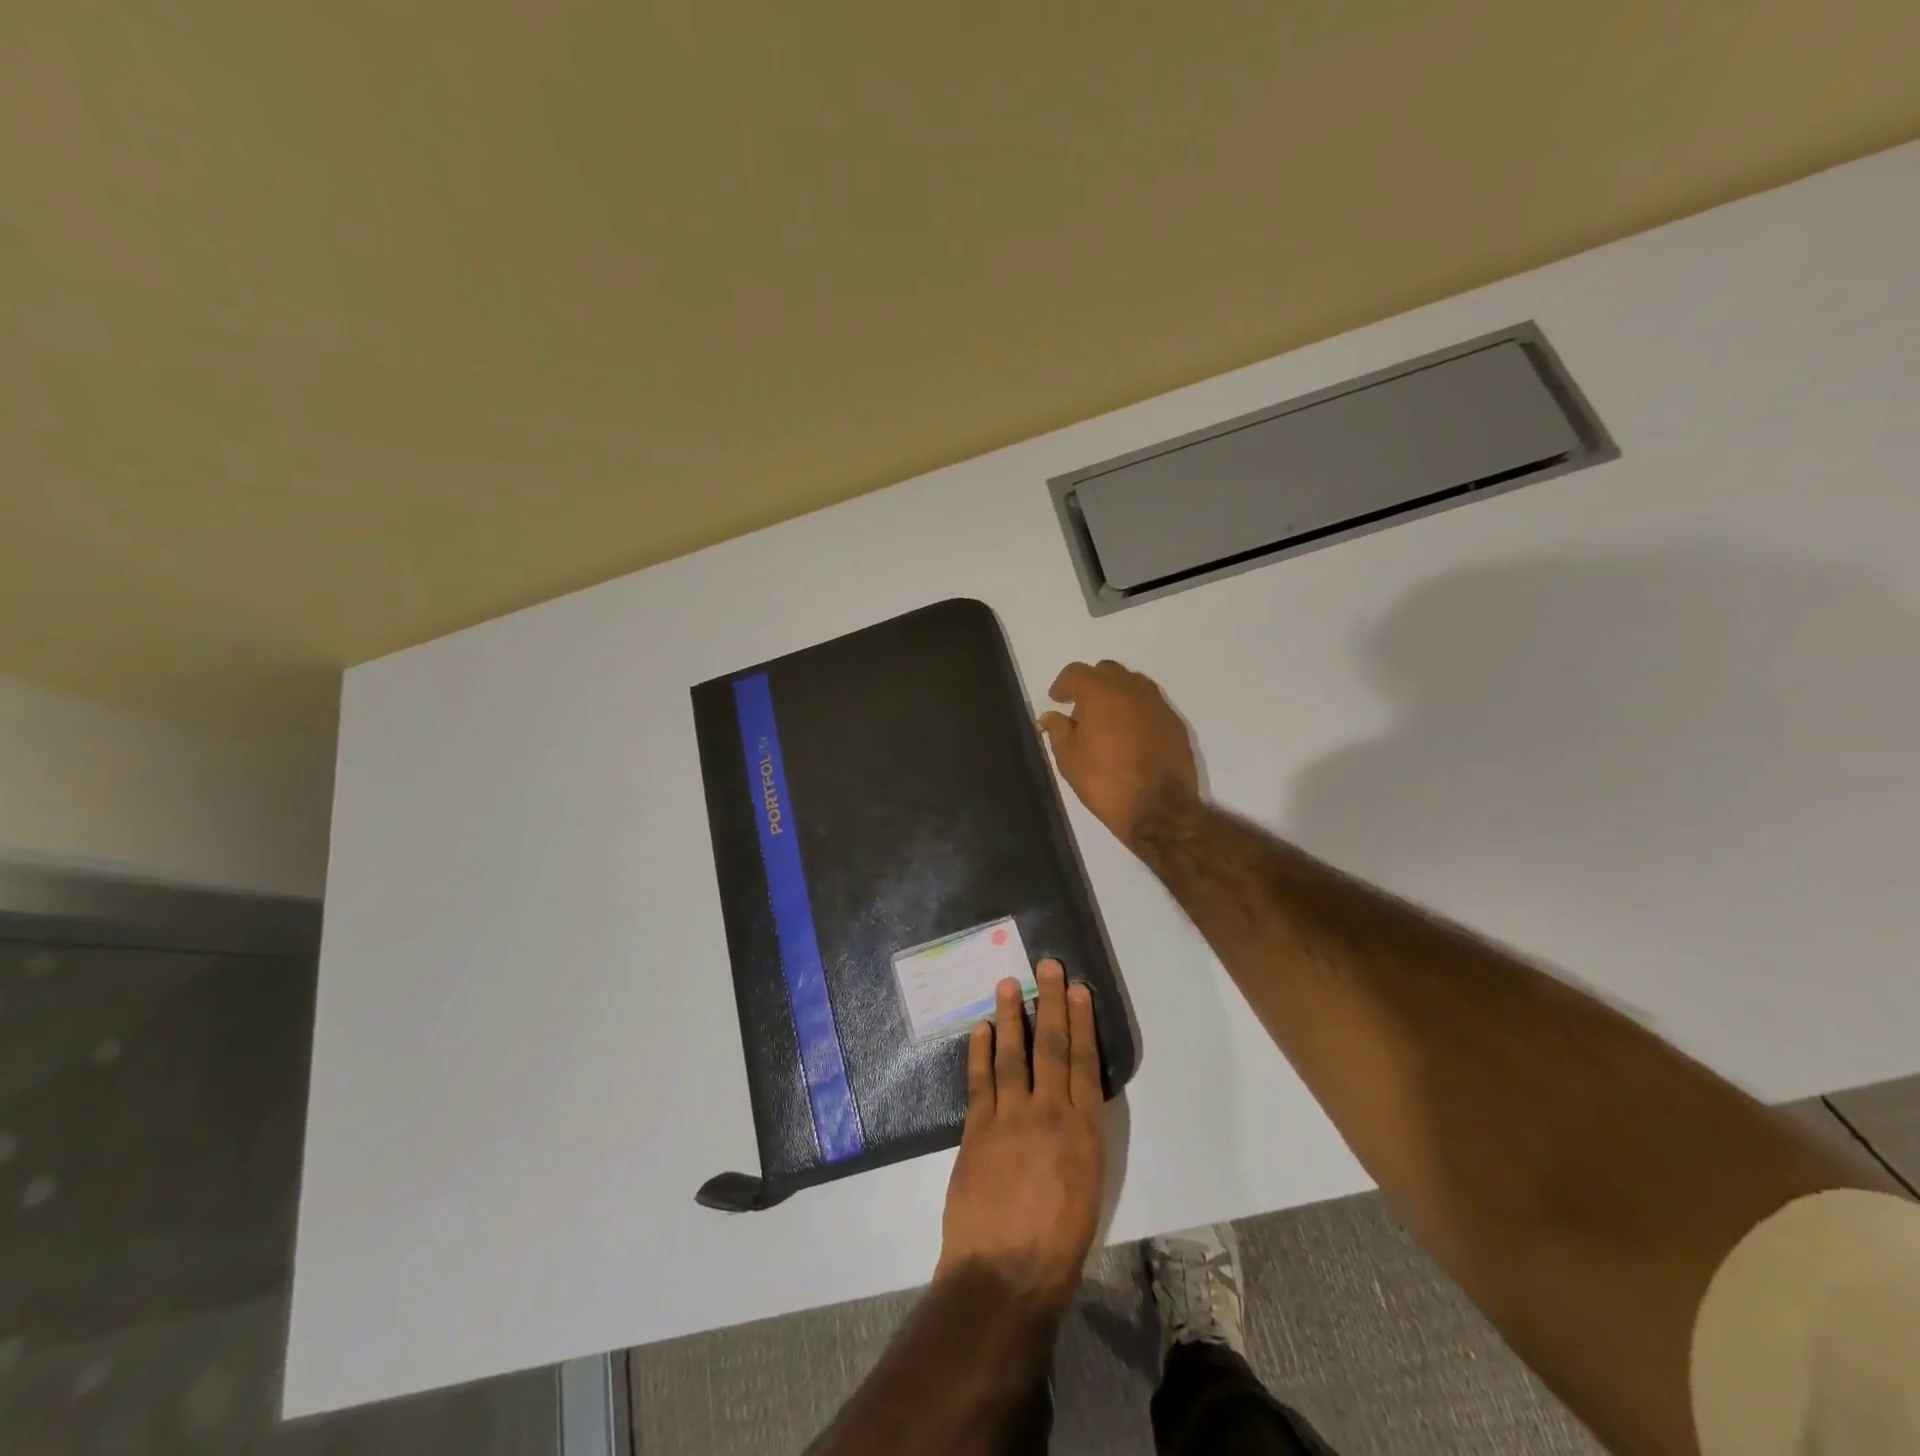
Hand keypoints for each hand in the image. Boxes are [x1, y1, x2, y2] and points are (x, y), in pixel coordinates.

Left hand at [936, 960, 1105, 1314]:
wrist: (1006, 1273)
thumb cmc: (1058, 1243)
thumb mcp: (1088, 1185)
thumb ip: (1078, 1137)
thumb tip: (1068, 1103)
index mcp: (1084, 1130)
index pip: (1083, 1062)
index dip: (1081, 1022)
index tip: (1078, 990)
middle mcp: (1049, 1113)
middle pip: (1051, 1046)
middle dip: (1050, 1002)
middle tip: (1047, 966)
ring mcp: (1010, 1117)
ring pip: (1013, 1054)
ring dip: (1011, 1016)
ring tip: (1008, 983)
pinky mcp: (977, 1129)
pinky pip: (980, 1080)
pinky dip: (980, 1052)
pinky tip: (981, 1029)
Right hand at [1038, 660, 1199, 849]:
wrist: (1159, 808)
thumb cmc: (1105, 782)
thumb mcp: (1069, 759)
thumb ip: (1058, 730)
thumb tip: (1051, 716)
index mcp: (1102, 693)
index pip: (1077, 672)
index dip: (1063, 685)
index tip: (1057, 700)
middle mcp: (1133, 689)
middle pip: (1107, 671)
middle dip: (1091, 685)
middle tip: (1082, 711)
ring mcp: (1158, 704)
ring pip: (1132, 685)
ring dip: (1116, 695)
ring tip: (1107, 724)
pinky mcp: (1175, 722)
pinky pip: (1150, 705)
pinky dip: (1136, 712)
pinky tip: (1130, 737)